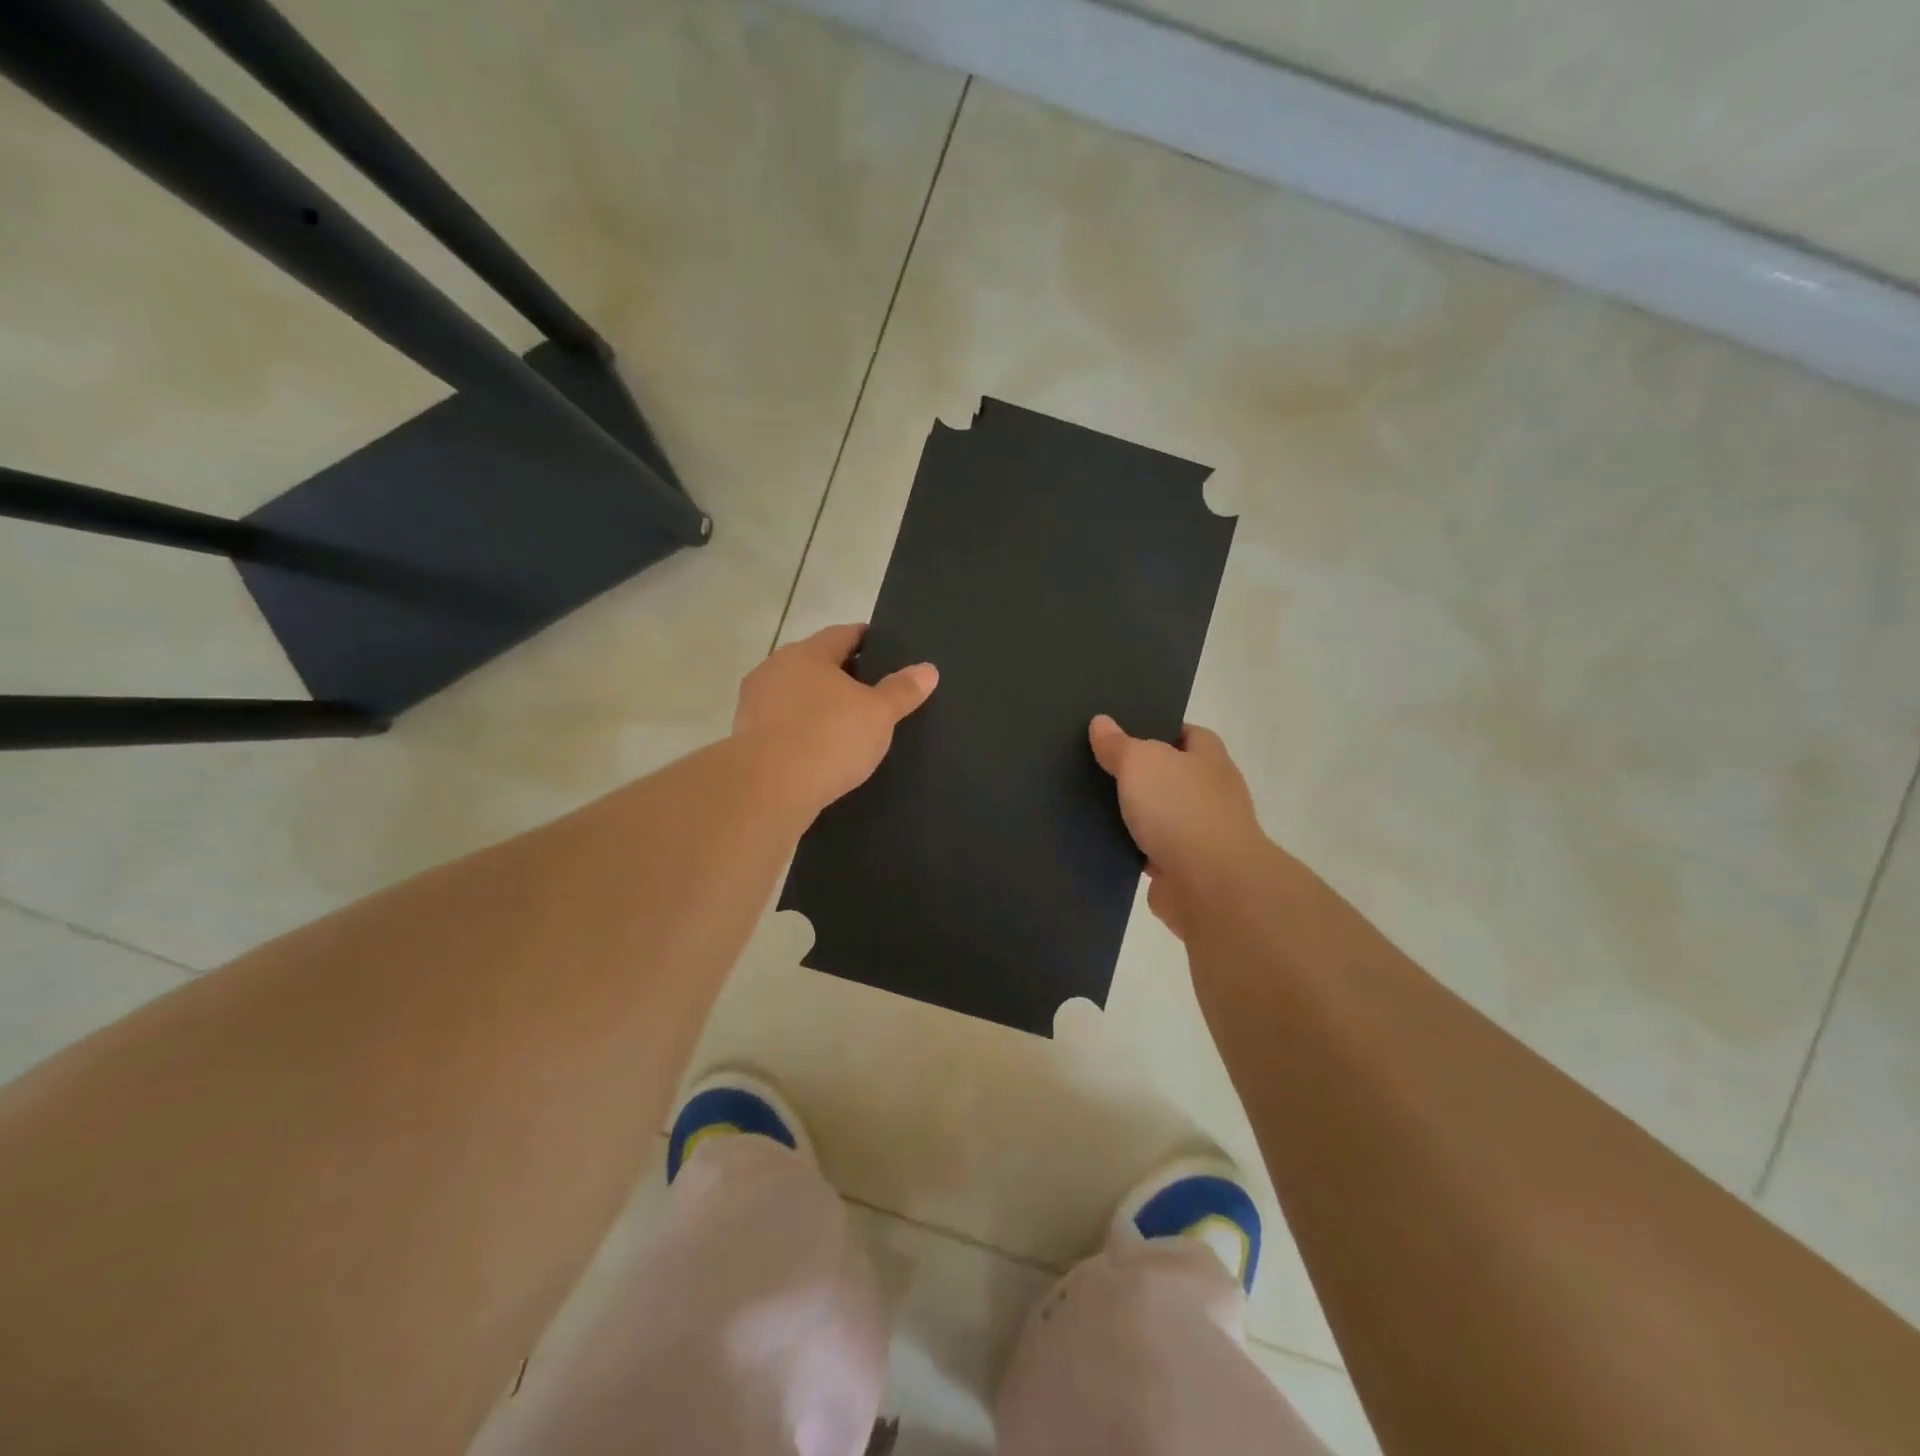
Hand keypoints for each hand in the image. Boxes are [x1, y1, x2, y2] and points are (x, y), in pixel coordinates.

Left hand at [734, 624, 936, 817]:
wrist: (768, 788)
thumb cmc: (829, 737)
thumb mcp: (879, 714)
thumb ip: (902, 690)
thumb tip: (928, 669)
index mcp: (808, 653)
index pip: (843, 634)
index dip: (867, 641)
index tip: (885, 652)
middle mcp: (775, 668)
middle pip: (816, 664)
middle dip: (842, 675)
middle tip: (872, 693)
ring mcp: (754, 703)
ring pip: (795, 695)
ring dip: (817, 705)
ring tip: (846, 726)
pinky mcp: (744, 736)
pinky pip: (782, 725)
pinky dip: (800, 731)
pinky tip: (818, 750)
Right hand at [1088, 715, 1271, 940]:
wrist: (1211, 886)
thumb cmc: (1181, 809)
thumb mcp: (1141, 762)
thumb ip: (1119, 744)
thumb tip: (1101, 722)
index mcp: (1209, 758)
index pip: (1186, 733)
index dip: (1156, 729)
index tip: (1120, 731)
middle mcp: (1210, 793)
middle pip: (1169, 775)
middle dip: (1137, 773)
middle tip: (1094, 764)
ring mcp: (1198, 834)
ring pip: (1157, 816)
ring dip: (1131, 814)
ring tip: (1086, 802)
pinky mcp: (1182, 870)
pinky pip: (1148, 852)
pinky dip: (1129, 849)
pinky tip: (1097, 842)